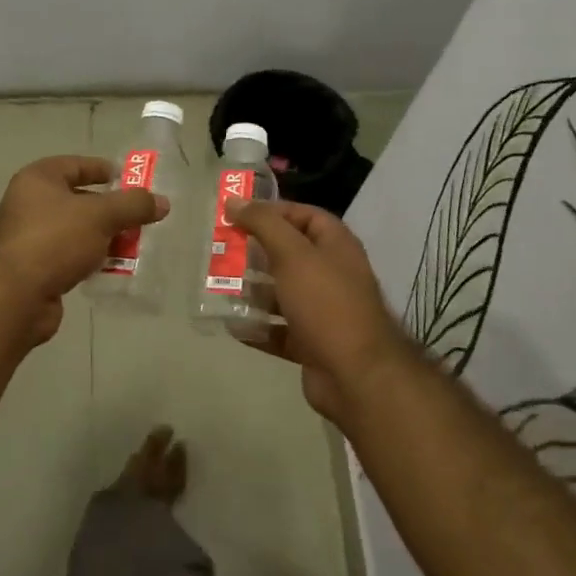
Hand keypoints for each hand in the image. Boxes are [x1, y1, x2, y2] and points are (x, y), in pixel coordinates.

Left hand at [0, 155, 168, 342]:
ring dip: (104, 238)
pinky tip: (112, 269)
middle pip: (78, 200)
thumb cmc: (54, 240)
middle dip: (111, 210)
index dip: (104, 170)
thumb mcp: (101, 216)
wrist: (13, 297)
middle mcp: (29, 204)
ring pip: (77, 231)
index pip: (76, 164)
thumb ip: (133, 206)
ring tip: (135, 245)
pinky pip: (70, 257)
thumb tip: (162, 202)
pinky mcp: (35, 270)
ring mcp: (30, 238)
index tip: (132, 181)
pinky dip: (91, 260)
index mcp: (38, 179)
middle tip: (140, 217)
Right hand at [229, 200, 409, 421]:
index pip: (305, 215)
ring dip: (252, 291)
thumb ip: (264, 224)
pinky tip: (231, 325)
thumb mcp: (293, 255)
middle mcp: (332, 274)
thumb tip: (235, 200)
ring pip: (282, 293)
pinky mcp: (311, 343)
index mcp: (336, 246)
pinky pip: (278, 330)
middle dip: (255, 252)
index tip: (238, 214)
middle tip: (221, 250)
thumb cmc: (326, 303)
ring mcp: (323, 312)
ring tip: (219, 286)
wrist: (356, 375)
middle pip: (289, 254)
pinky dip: (257, 327)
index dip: (273, 211)